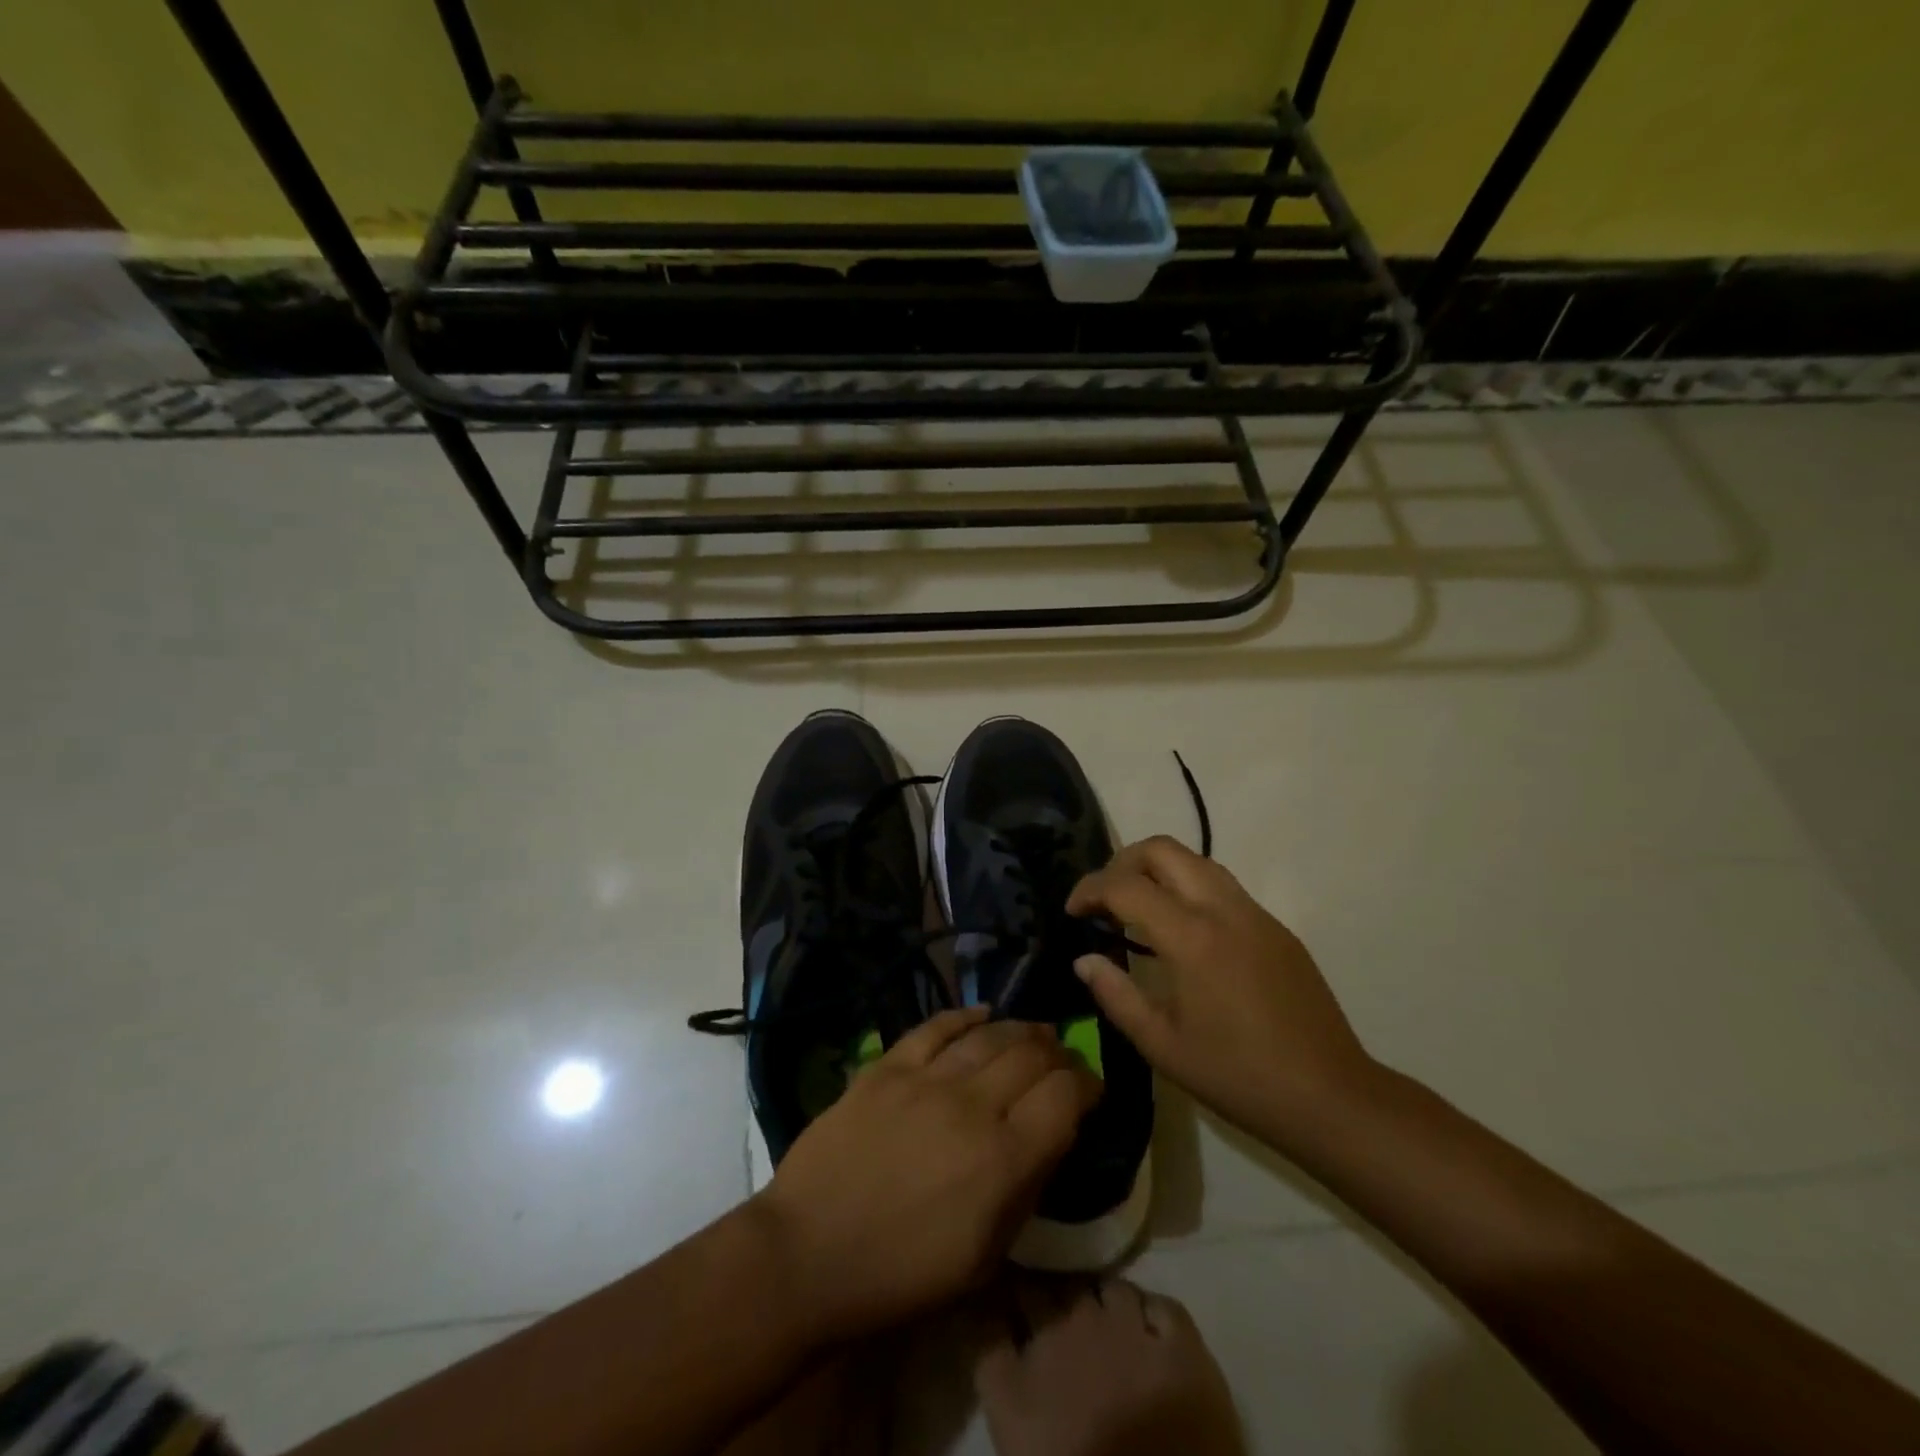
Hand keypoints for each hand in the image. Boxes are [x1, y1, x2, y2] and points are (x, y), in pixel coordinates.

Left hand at [754, 1007, 1099, 1341]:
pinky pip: (935, 1027)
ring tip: (1034, 1033)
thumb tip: (1051, 1139)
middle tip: (1063, 1061)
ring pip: (988, 1035)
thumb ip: (1025, 1190)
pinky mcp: (887, 1066)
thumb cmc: (902, 1274)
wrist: (808, 1254)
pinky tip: (982, 1014)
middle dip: (1058, 1053)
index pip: (1065, 1097)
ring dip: (1020, 1030)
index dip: (1087, 1084)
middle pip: (1031, 1056)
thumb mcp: (984, 1258)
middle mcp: (971, 1106)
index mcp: (1003, 1161)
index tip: (1091, 1089)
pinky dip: (964, 1015)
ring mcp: (925, 1079)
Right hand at [1066, 836, 1375, 1153]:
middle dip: (1123, 862)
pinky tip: (1183, 932)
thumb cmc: (1238, 1076)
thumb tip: (1085, 960)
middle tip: (1104, 898)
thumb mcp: (1162, 1045)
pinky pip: (1223, 886)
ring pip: (1197, 860)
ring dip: (1159, 870)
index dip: (1090, 889)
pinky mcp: (1277, 928)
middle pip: (1164, 849)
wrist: (1331, 1096)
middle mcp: (1224, 910)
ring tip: (1138, 908)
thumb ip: (1116, 995)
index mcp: (1192, 938)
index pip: (1126, 886)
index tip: (1073, 910)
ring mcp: (1256, 914)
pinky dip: (1189, 889)